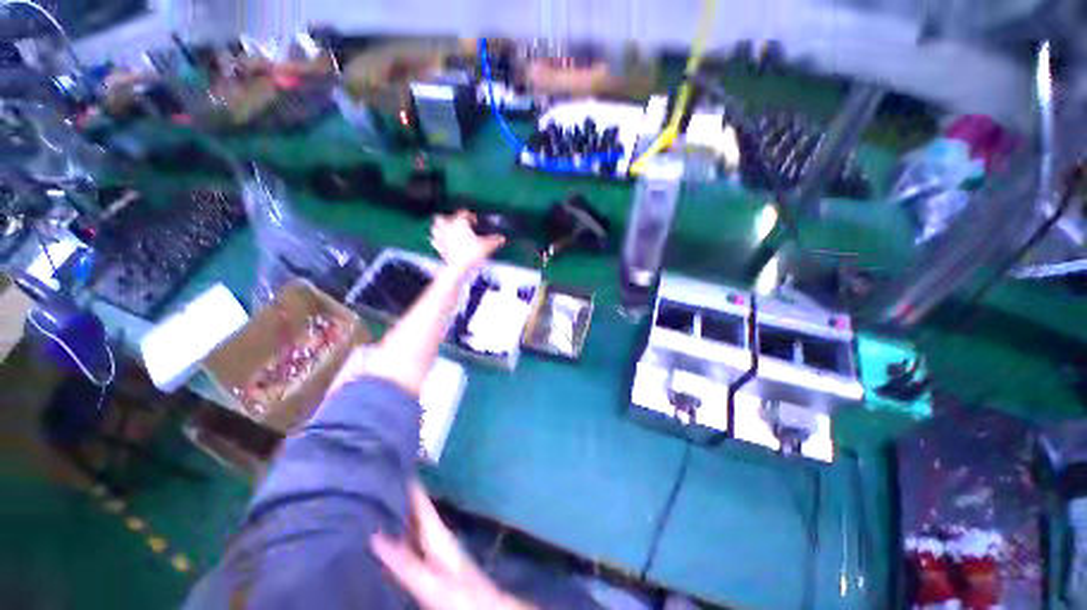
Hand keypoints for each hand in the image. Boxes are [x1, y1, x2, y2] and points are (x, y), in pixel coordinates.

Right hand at [372, 482, 533, 609]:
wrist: (483, 607)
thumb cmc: (459, 594)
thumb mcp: (429, 582)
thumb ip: (404, 562)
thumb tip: (375, 535)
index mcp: (436, 532)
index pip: (419, 499)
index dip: (407, 482)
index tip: (388, 465)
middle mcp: (435, 533)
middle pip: (413, 509)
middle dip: (395, 496)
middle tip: (369, 485)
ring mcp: (434, 546)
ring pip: (411, 523)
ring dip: (395, 514)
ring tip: (370, 505)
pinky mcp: (432, 560)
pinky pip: (410, 539)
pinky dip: (397, 533)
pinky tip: (383, 537)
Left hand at [430, 210, 504, 274]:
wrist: (458, 267)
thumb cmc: (471, 253)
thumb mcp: (487, 246)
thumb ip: (495, 240)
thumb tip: (502, 238)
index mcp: (459, 223)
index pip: (463, 213)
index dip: (470, 215)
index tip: (475, 221)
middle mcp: (448, 228)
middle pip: (442, 218)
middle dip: (447, 218)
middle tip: (456, 223)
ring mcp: (442, 238)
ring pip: (435, 228)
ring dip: (439, 228)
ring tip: (447, 231)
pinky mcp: (439, 249)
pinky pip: (435, 242)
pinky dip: (437, 241)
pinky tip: (442, 244)